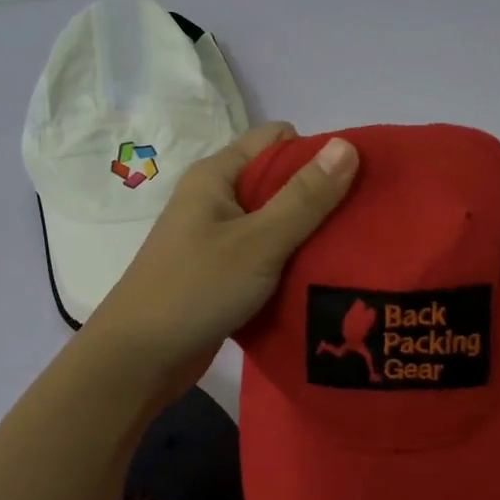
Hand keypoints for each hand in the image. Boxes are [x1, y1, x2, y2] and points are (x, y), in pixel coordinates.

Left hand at [86, 122, 358, 396]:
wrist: (139, 359)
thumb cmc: (196, 290)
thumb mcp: (259, 241)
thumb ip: (305, 197)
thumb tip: (347, 144)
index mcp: (217, 176)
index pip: (277, 140)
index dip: (317, 153)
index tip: (354, 183)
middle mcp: (215, 199)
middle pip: (278, 181)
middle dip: (319, 197)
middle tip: (360, 223)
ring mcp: (216, 238)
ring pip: (274, 223)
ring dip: (307, 235)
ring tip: (349, 253)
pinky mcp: (221, 273)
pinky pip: (265, 256)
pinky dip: (289, 264)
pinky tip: (318, 279)